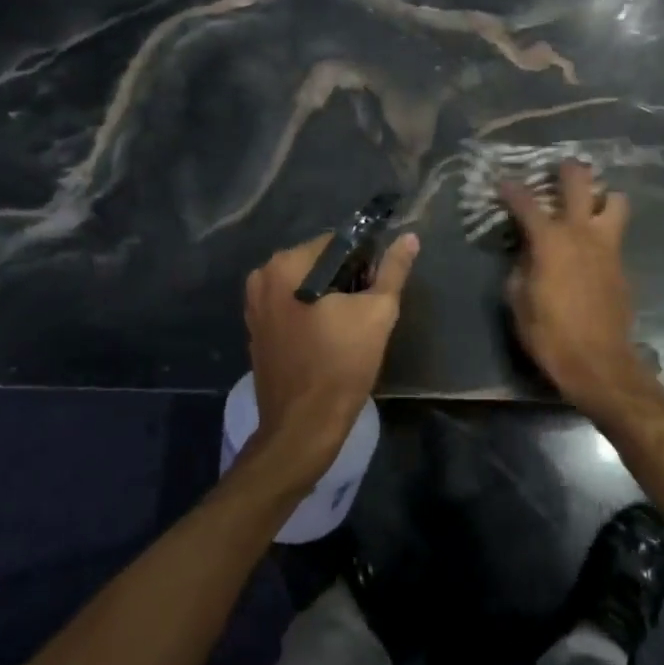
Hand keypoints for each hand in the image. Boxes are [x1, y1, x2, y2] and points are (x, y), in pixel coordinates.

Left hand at [243, 231, 418, 483]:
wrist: (303, 427)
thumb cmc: (342, 365)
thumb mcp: (378, 313)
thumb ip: (393, 270)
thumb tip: (409, 238)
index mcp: (287, 264)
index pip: (337, 242)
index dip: (363, 261)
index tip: (375, 288)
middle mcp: (263, 276)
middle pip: (318, 261)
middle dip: (344, 278)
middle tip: (364, 309)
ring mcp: (254, 304)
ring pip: (304, 283)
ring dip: (327, 295)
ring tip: (348, 326)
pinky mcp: (255, 328)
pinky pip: (290, 304)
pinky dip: (309, 311)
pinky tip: (327, 337)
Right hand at [500, 162, 660, 427]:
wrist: (600, 364)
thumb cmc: (550, 334)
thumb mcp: (519, 302)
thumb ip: (520, 269)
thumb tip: (526, 255)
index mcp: (551, 241)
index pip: (527, 203)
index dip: (512, 189)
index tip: (503, 182)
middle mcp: (582, 233)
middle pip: (580, 184)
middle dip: (569, 170)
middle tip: (561, 167)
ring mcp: (607, 247)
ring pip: (615, 201)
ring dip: (602, 196)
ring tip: (589, 203)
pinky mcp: (621, 265)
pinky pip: (615, 233)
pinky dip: (605, 229)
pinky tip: (592, 244)